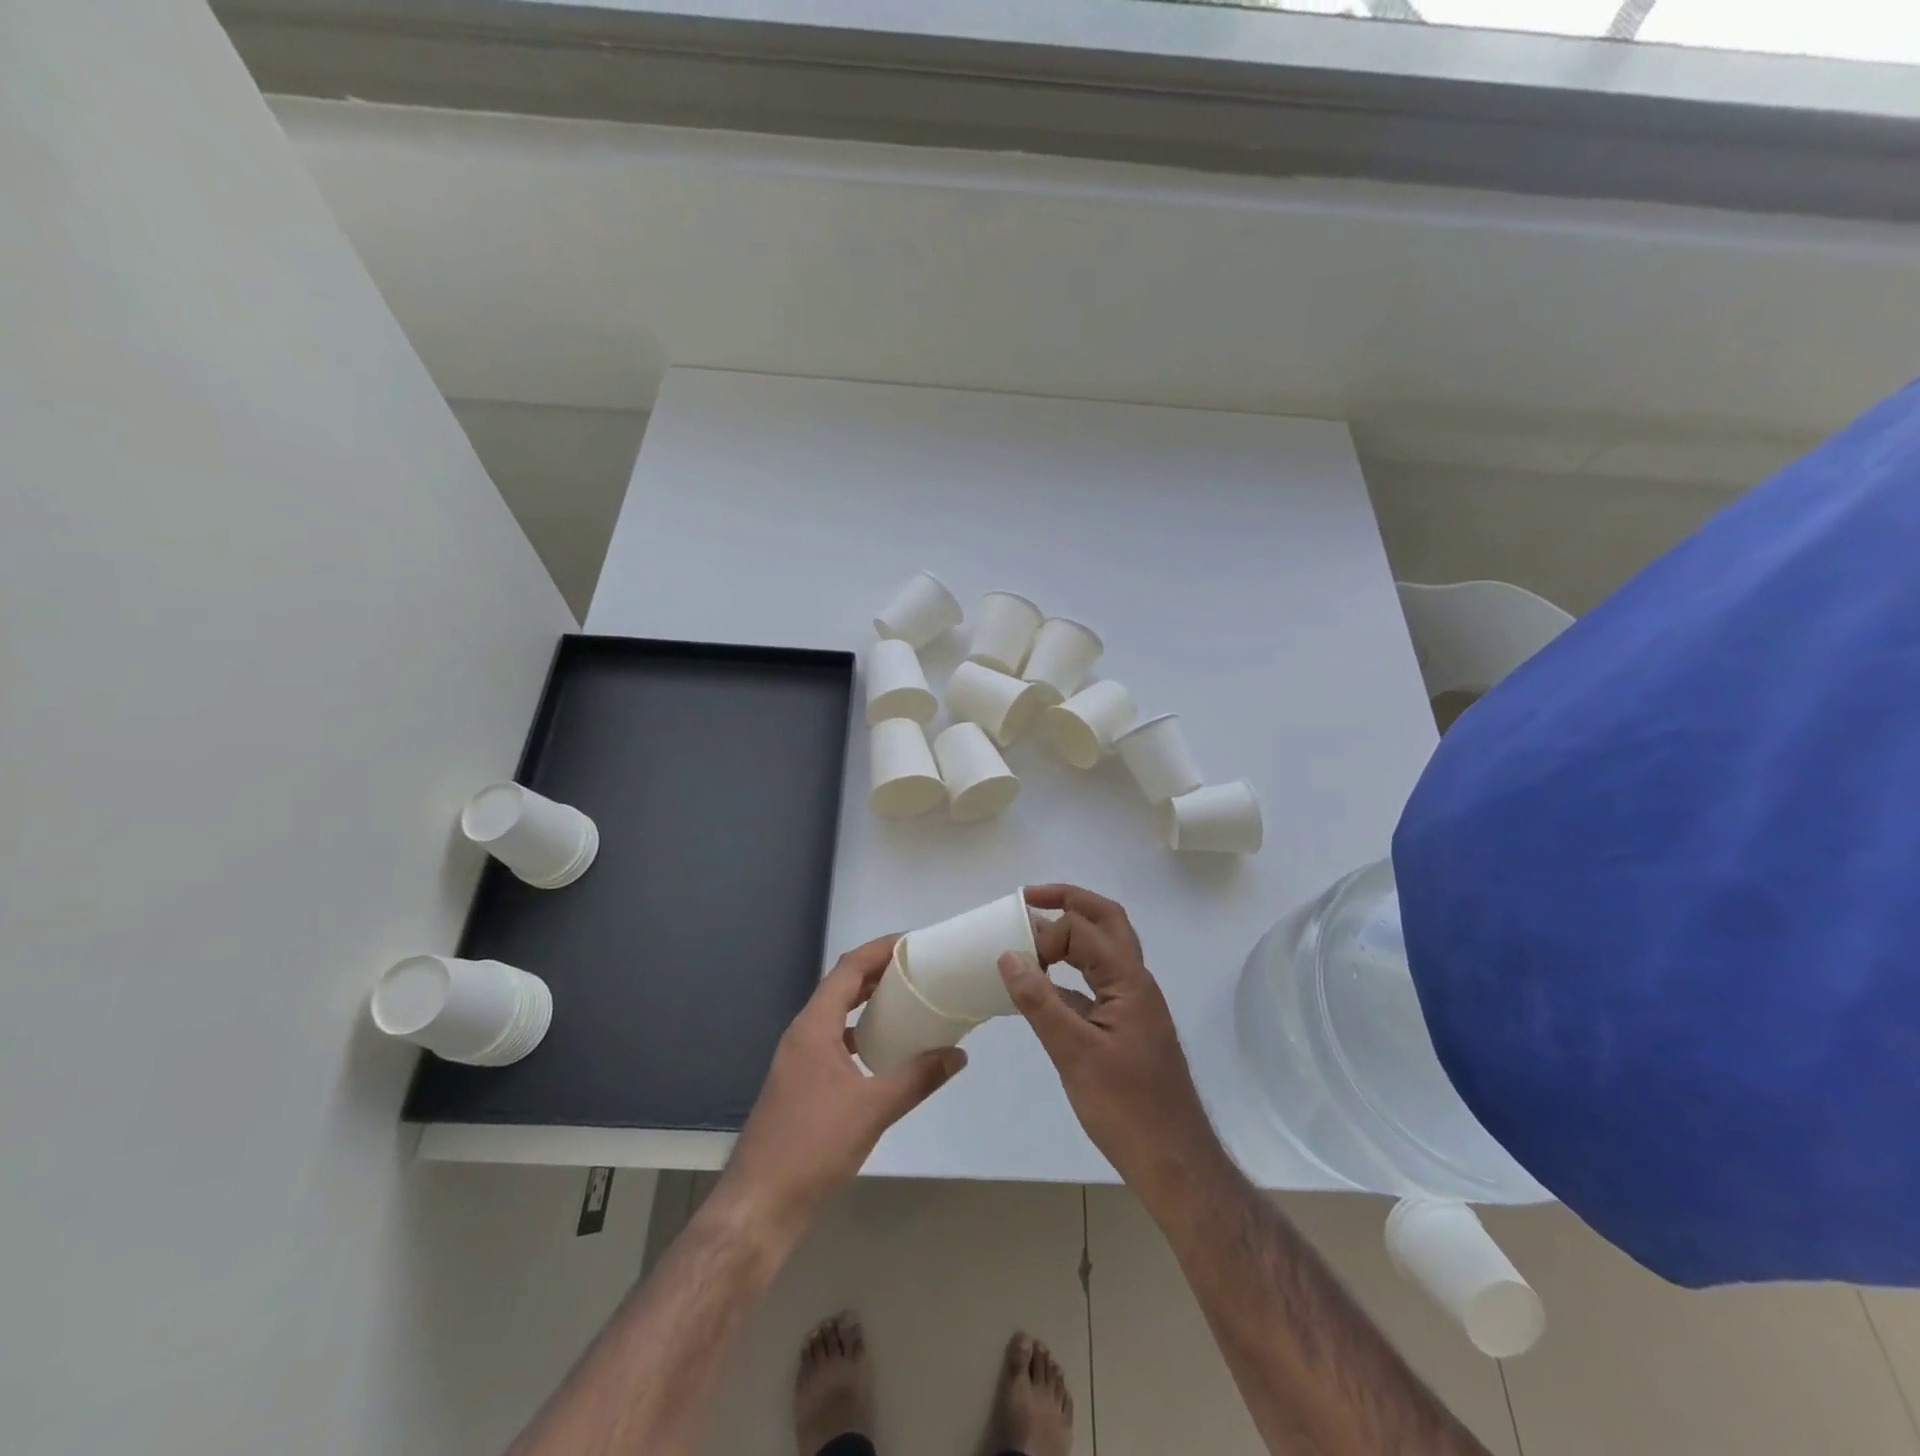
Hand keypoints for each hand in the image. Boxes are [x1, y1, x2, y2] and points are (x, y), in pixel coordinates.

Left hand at [720, 934, 966, 1239]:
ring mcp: (797, 1060)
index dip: (879, 950)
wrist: (759, 1205)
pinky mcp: (799, 1084)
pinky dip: (859, 1034)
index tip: (913, 942)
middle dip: (877, 972)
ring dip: (867, 1003)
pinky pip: (833, 1041)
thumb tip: (959, 1054)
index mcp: (814, 1026)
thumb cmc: (813, 1146)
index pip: (848, 969)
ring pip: (836, 1015)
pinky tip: (883, 1051)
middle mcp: (802, 1034)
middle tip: (918, 968)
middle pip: (841, 987)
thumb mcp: (873, 1109)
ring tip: (907, 1002)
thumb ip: (918, 1077)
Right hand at [998, 885, 1223, 1201]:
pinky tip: (1043, 988)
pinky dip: (1070, 973)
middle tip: (1029, 898)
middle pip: (1106, 921)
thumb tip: (1007, 955)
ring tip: (1032, 934)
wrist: (1174, 1162)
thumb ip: (1040, 1002)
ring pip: (1103, 950)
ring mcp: (1133, 1004)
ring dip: (1071, 934)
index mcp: (1129, 981)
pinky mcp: (1125, 1026)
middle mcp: (1135, 982)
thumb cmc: (1127, 1108)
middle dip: (1069, 902)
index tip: (1015, 957)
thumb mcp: (1075, 1053)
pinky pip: (1096, 983)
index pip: (1084, 930)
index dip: (1048, 933)